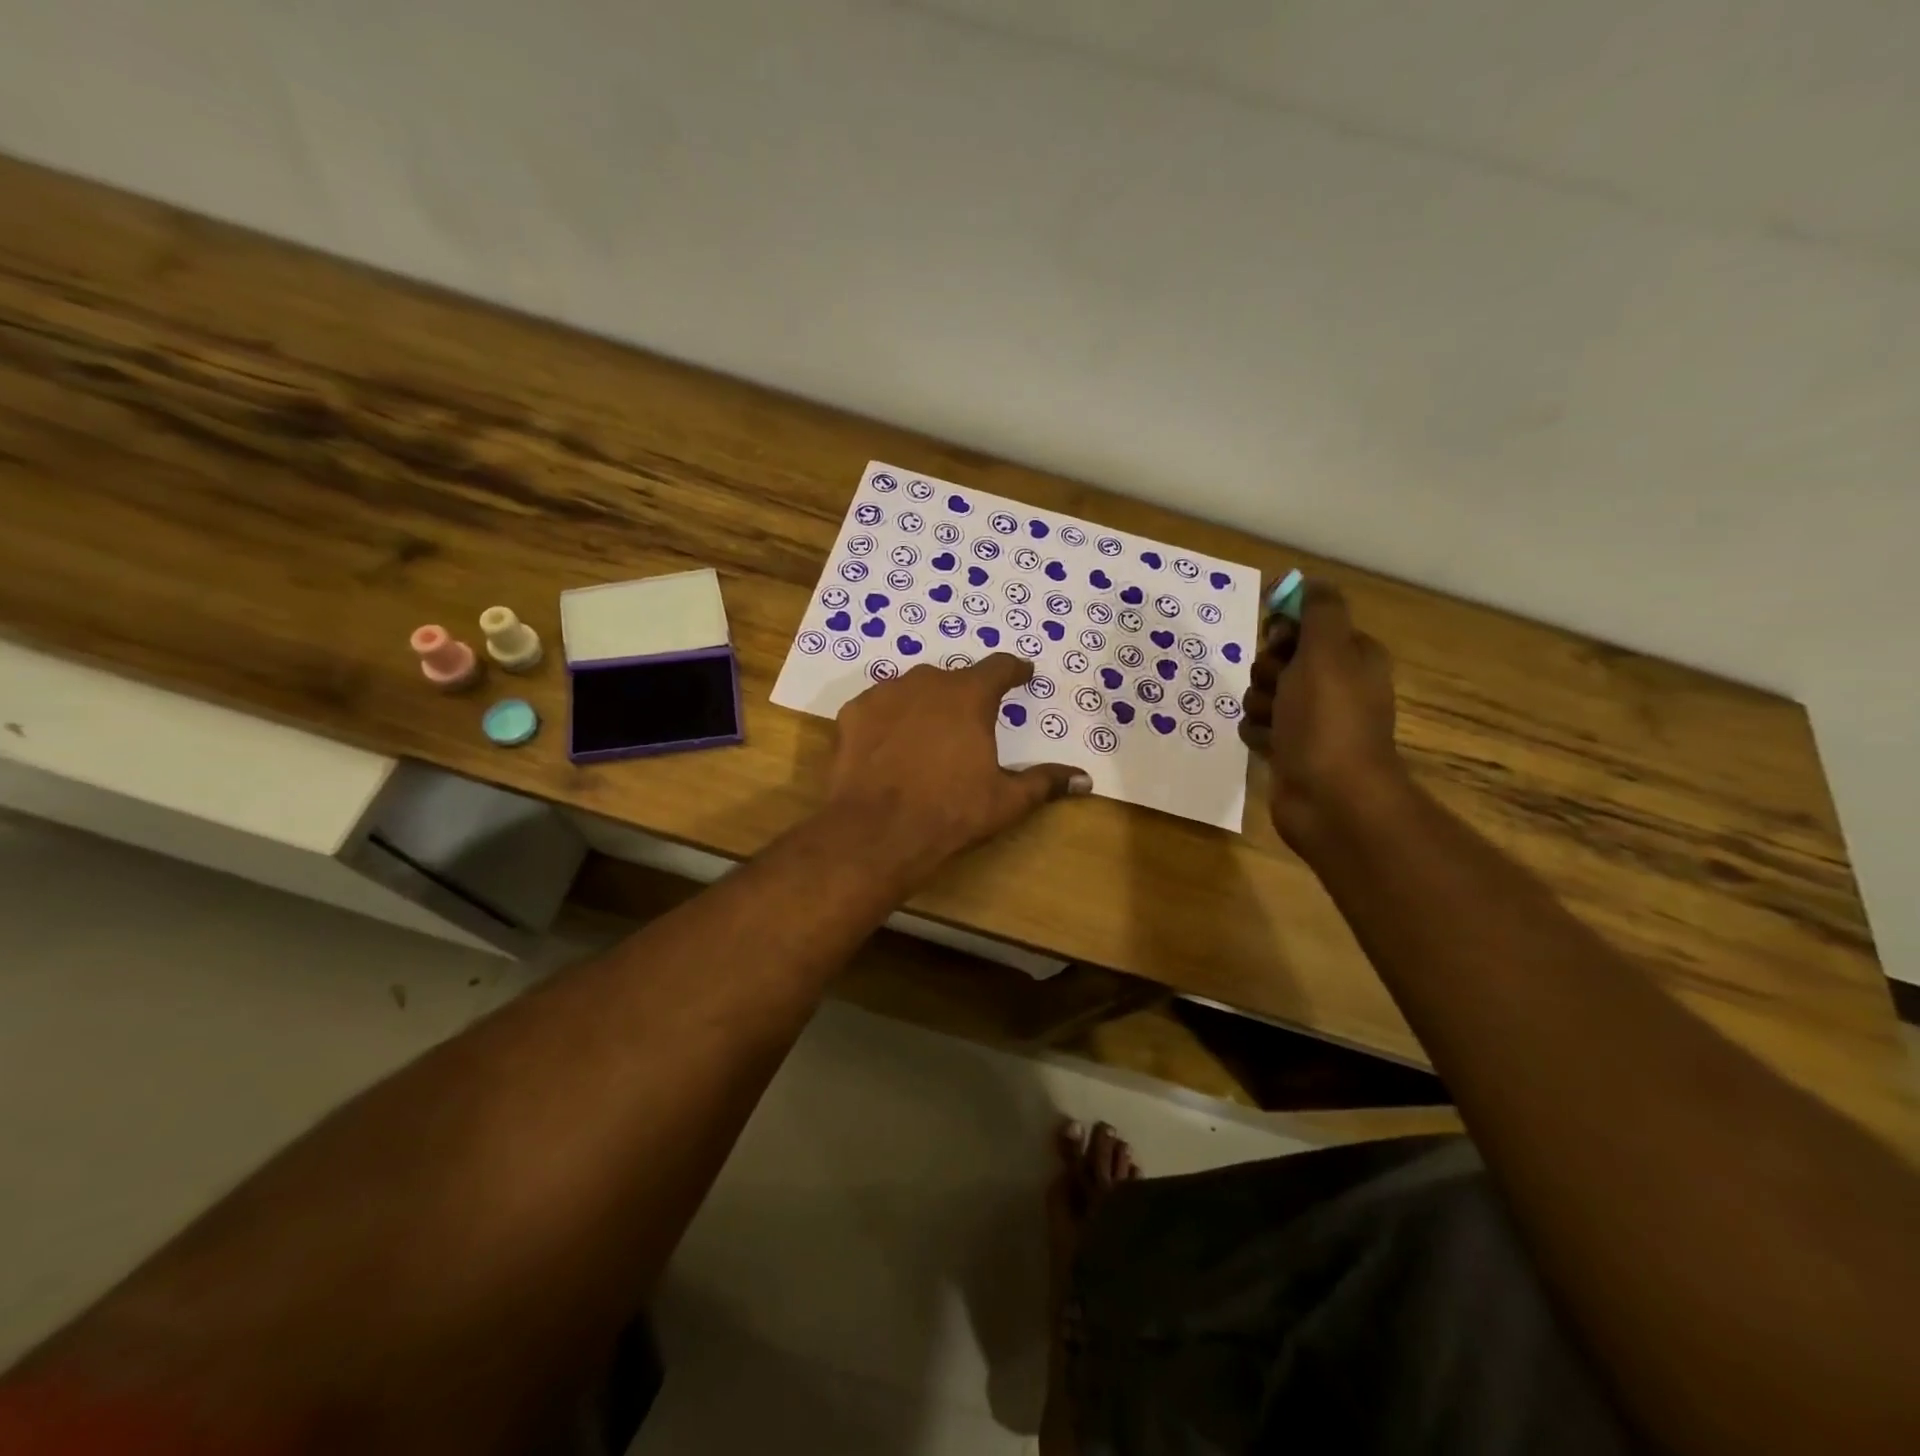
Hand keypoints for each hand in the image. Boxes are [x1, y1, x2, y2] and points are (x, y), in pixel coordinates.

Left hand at [824, 653, 1090, 885]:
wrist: (876, 831)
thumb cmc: (951, 812)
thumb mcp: (1006, 800)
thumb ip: (1045, 782)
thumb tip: (1085, 779)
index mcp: (969, 696)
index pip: (999, 667)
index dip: (1014, 670)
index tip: (1023, 673)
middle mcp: (927, 682)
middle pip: (954, 678)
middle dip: (966, 694)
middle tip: (971, 720)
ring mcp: (885, 693)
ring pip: (913, 689)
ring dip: (925, 704)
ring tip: (928, 734)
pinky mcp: (853, 713)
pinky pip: (879, 707)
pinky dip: (889, 720)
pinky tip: (889, 745)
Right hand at [1240, 581, 1404, 851]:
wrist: (1331, 798)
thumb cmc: (1329, 720)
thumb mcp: (1327, 651)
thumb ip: (1317, 610)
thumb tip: (1305, 581)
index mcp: (1351, 656)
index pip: (1306, 623)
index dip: (1284, 628)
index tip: (1276, 638)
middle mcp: (1334, 685)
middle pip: (1279, 658)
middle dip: (1268, 671)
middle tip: (1280, 687)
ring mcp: (1311, 720)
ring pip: (1263, 693)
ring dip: (1260, 704)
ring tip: (1276, 723)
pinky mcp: (1290, 749)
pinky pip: (1258, 726)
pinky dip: (1258, 733)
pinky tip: (1269, 745)